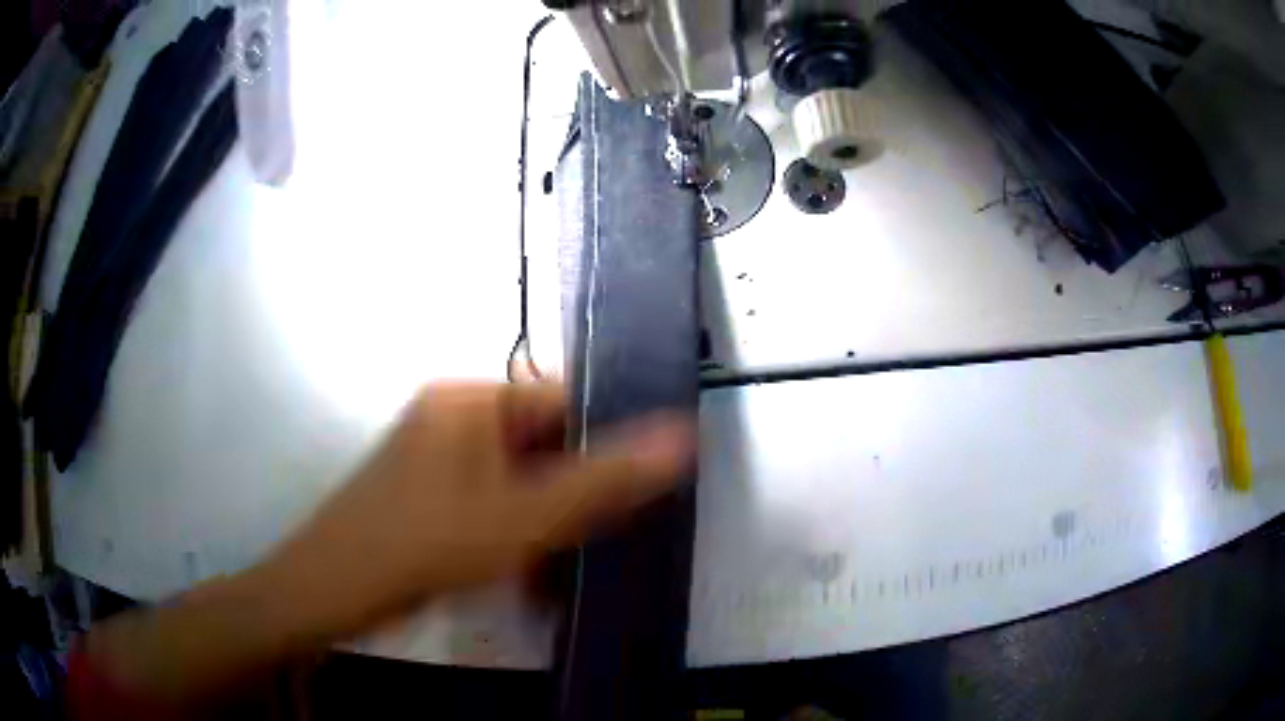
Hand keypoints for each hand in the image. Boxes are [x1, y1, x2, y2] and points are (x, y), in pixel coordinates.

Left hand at [264, 382, 695, 640]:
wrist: (334, 591)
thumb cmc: (424, 544)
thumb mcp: (522, 517)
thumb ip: (604, 480)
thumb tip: (682, 435)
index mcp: (470, 400)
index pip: (562, 401)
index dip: (607, 443)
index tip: (644, 492)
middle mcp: (453, 418)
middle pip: (540, 447)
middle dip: (575, 499)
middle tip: (608, 542)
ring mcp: (437, 459)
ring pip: (518, 484)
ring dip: (547, 526)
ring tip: (567, 569)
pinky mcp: (429, 496)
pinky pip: (491, 506)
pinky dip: (516, 538)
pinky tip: (529, 578)